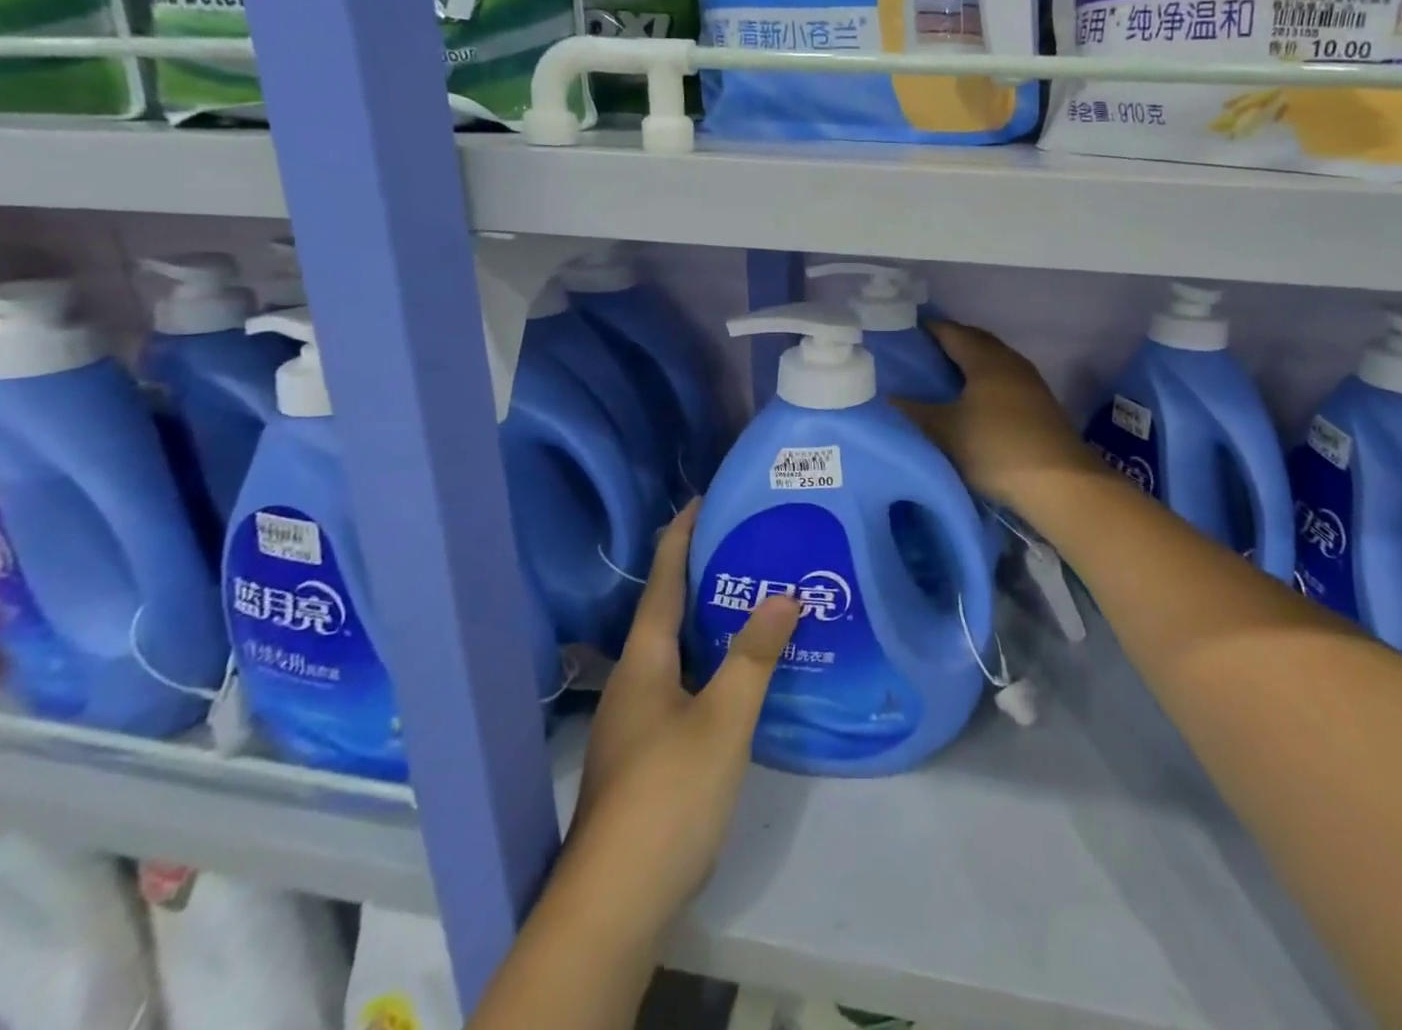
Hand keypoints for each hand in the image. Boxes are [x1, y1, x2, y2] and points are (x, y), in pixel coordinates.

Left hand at [564, 499, 799, 936]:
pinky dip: (711, 663)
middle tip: (746, 545)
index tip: (702, 499)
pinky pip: (683, 684)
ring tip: (753, 599)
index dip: (681, 537)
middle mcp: (634, 682)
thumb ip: (754, 654)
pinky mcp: (648, 753)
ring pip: (676, 652)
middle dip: (701, 574)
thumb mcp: (723, 718)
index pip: (664, 582)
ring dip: (708, 620)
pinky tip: (740, 675)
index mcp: (643, 662)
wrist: (615, 902)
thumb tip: (785, 593)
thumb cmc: (668, 793)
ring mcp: (636, 721)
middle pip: (667, 613)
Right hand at [895, 320, 1101, 511]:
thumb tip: (885, 397)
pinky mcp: (1039, 404)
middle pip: (976, 341)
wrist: (1059, 482)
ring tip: (941, 376)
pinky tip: (972, 399)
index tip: (903, 332)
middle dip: (949, 342)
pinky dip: (983, 380)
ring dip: (969, 363)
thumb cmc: (996, 448)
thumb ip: (913, 412)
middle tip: (919, 353)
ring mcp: (1029, 382)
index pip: (951, 332)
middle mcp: (1010, 361)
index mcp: (986, 359)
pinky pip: (1004, 379)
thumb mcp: (944, 432)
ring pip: (992, 361)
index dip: (927, 329)